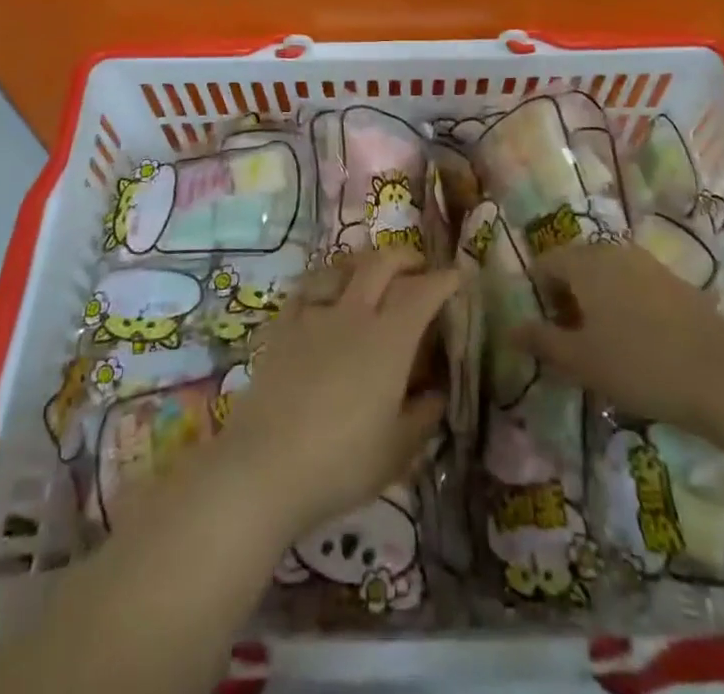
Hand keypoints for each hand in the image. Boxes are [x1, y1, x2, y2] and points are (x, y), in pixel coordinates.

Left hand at [220, 249, 458, 539]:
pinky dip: (324, 283)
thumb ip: (424, 415)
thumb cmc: (342, 461)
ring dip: (364, 264)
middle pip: (382, 263)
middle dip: (406, 258)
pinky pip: (307, 289)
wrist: (265, 466)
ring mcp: (314, 315)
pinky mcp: (283, 327)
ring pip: (342, 267)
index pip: (423, 291)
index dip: (444, 279)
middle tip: (419, 268)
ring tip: (372, 275)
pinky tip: (325, 296)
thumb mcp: (399, 450)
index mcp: (390, 338)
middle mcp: (354, 313)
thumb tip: (437, 392)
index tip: (458, 276)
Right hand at [515, 242, 723, 428]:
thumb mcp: (581, 361)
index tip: (547, 329)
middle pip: (577, 264)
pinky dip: (627, 302)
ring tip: (605, 339)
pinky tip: (640, 339)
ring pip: (608, 273)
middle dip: (568, 295)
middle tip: (573, 336)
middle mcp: (613, 252)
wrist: (720, 376)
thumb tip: (510, 329)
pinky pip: (636, 283)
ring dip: (598, 298)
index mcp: (584, 264)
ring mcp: (647, 263)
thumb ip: (541, 341)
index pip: (545, 263)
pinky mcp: (675, 280)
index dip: (538, 294)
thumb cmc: (638, 365)